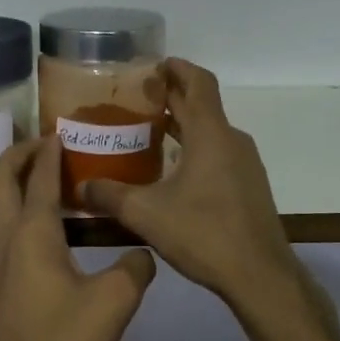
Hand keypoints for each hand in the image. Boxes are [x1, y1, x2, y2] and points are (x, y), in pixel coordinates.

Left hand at [0, 136, 155, 340]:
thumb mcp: (113, 303)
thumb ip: (134, 269)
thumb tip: (142, 253)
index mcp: (32, 232)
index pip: (37, 175)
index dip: (50, 150)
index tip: (64, 130)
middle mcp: (8, 240)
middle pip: (0, 181)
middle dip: (18, 155)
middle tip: (47, 144)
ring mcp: (0, 265)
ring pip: (1, 208)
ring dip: (20, 185)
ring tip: (57, 182)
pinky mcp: (3, 289)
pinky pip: (10, 234)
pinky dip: (27, 215)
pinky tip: (58, 235)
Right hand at [82, 58, 298, 303]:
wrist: (259, 275)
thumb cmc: (204, 233)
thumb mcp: (146, 213)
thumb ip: (110, 196)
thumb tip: (80, 188)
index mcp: (211, 134)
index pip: (198, 82)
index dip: (177, 68)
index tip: (153, 65)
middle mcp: (231, 140)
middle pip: (202, 105)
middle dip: (172, 97)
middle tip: (136, 99)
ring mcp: (245, 164)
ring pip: (211, 132)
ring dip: (183, 125)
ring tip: (149, 132)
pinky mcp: (248, 186)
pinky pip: (218, 153)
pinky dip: (195, 148)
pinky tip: (172, 170)